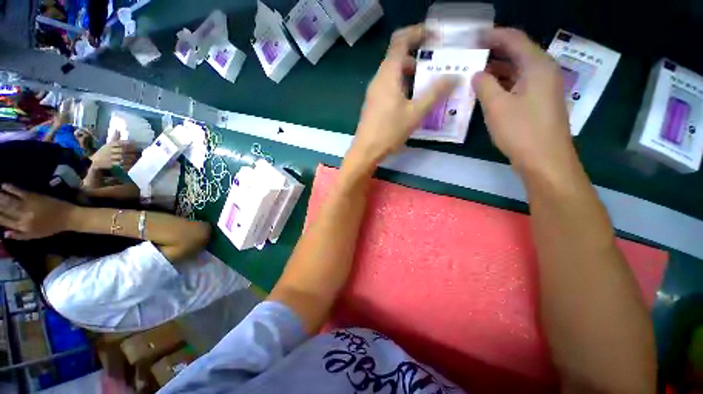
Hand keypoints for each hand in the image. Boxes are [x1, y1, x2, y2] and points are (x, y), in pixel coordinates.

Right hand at [0, 184, 74, 240]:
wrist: (68, 217)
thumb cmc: (51, 227)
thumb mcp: (34, 236)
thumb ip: (19, 235)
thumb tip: (4, 234)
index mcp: (22, 227)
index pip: (3, 221)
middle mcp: (22, 217)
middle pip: (3, 209)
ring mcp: (27, 206)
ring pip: (8, 200)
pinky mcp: (33, 196)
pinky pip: (18, 191)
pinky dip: (9, 188)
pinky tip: (3, 185)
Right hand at [91, 132, 138, 170]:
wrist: (95, 161)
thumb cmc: (104, 151)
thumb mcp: (108, 144)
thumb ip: (114, 138)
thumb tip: (117, 129)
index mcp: (109, 145)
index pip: (119, 143)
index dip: (127, 143)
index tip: (135, 143)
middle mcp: (109, 151)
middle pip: (122, 150)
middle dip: (131, 151)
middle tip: (140, 151)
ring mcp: (110, 158)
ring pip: (122, 157)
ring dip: (130, 157)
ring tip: (137, 157)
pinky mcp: (110, 165)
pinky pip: (120, 164)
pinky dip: (126, 164)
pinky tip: (132, 163)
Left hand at [351, 25, 457, 164]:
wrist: (366, 150)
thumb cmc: (389, 131)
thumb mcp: (415, 113)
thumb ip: (435, 93)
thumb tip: (454, 76)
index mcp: (388, 74)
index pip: (400, 40)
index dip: (417, 32)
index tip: (435, 37)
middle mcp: (379, 79)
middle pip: (398, 57)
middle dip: (419, 56)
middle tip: (438, 64)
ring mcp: (374, 92)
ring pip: (394, 74)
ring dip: (412, 74)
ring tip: (429, 84)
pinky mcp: (374, 103)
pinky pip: (390, 86)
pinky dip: (403, 86)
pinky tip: (414, 100)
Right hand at [472, 28, 575, 174]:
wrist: (545, 159)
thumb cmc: (521, 130)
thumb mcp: (497, 106)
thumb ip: (484, 85)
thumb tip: (477, 74)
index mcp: (537, 66)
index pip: (514, 39)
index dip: (493, 35)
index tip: (473, 38)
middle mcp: (543, 71)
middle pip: (517, 52)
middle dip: (494, 51)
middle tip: (471, 54)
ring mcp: (543, 87)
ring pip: (517, 69)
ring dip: (497, 68)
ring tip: (474, 70)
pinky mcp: (539, 101)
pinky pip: (519, 83)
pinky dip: (503, 82)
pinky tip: (487, 89)